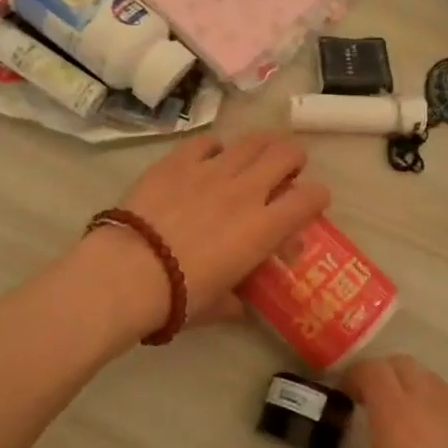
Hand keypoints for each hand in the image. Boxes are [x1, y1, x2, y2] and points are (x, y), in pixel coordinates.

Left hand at [100, 131, 329, 328]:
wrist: (130, 272)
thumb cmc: (179, 297)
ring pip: (251, 140)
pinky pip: (206, 141)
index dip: (317, 196)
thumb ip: (235, 300)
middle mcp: (245, 191)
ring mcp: (211, 170)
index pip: (310, 198)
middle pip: (286, 154)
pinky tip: (208, 158)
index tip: (312, 203)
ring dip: (261, 145)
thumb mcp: (217, 306)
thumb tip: (238, 304)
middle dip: (293, 159)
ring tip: (255, 154)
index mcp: (263, 228)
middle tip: (286, 170)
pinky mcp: (178, 161)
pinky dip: (214, 147)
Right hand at [314, 356, 447, 447]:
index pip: (373, 369)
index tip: (344, 397)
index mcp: (397, 416)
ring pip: (434, 386)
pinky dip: (443, 423)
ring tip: (405, 430)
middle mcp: (432, 406)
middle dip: (383, 376)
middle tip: (370, 405)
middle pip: (404, 366)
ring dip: (414, 394)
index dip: (355, 376)